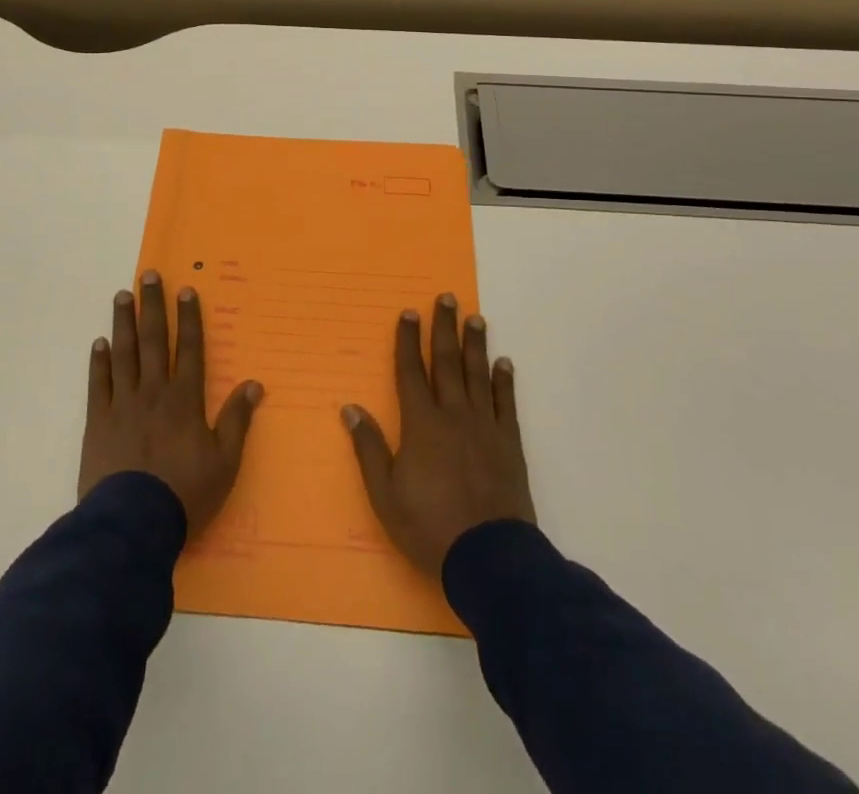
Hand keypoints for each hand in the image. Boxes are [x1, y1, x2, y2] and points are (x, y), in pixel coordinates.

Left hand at [78, 270, 262, 538]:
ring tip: (122, 296)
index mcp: (185, 400)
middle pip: (153, 340)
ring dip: (123, 323)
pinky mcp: (98, 422)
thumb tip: (255, 384)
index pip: (189, 348)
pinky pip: (99, 384)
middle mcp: (154, 392)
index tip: (185, 290)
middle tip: (147, 276)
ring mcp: (123, 404)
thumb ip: (237, 420)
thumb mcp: (224, 462)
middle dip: (152, 306)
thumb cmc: (185, 494)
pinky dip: (99, 362)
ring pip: (124, 354)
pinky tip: (99, 343)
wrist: (132, 524)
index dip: (188, 318)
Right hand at [342, 292, 535, 576]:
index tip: (409, 312)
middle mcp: (453, 415)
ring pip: (477, 375)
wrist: (490, 559)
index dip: (407, 341)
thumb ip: (369, 448)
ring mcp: (484, 427)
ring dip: (475, 344)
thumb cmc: (430, 527)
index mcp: (421, 424)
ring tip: (476, 318)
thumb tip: (350, 408)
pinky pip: (505, 404)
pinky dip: (504, 381)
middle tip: (448, 298)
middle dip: (444, 328)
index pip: (411, 372)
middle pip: (446, 362)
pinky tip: (504, 363)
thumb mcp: (386, 494)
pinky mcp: (508, 444)